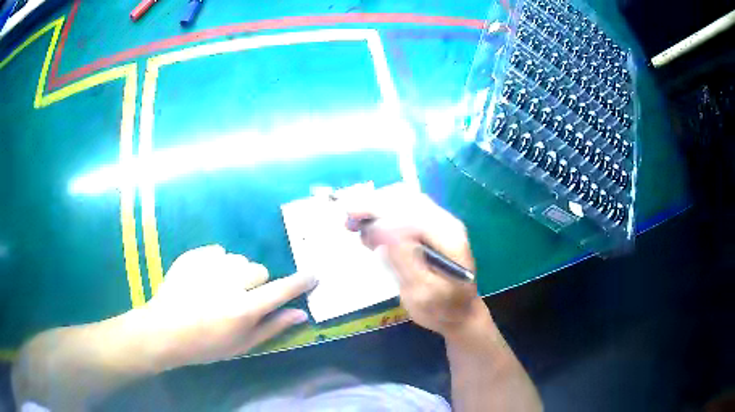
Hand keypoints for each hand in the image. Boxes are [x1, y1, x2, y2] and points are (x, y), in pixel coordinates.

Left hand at [138, 245, 315, 369]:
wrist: (164, 330)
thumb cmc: (206, 345)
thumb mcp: (242, 345)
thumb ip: (273, 327)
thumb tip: (301, 313)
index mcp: (244, 308)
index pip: (281, 290)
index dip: (299, 282)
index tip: (313, 274)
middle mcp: (230, 282)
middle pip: (258, 270)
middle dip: (255, 282)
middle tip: (239, 298)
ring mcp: (209, 265)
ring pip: (237, 259)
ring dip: (235, 272)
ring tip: (217, 288)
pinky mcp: (194, 256)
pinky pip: (217, 251)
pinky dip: (216, 263)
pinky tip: (202, 278)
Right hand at [345, 184, 488, 338]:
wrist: (460, 314)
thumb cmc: (442, 308)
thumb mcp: (423, 292)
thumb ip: (405, 259)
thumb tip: (383, 227)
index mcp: (447, 235)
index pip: (408, 207)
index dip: (377, 207)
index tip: (349, 217)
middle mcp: (445, 222)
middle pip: (405, 198)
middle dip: (373, 204)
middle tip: (348, 222)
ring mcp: (439, 225)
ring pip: (403, 202)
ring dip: (376, 209)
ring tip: (355, 227)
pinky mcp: (430, 231)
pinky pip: (405, 214)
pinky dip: (383, 218)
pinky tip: (369, 233)